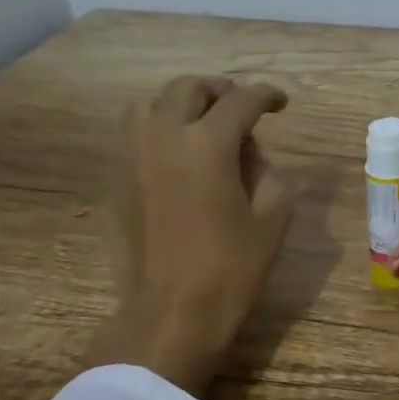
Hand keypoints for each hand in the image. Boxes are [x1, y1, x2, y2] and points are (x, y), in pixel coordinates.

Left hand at [85, 76, 293, 394]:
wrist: (172, 310)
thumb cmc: (232, 267)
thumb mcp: (273, 217)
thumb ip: (266, 170)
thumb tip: (247, 152)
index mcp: (207, 144)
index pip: (241, 101)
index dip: (266, 96)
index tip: (281, 103)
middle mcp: (163, 136)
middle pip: (189, 88)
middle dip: (220, 91)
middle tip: (241, 107)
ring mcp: (132, 155)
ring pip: (152, 104)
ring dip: (183, 104)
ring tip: (204, 124)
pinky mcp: (117, 178)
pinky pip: (136, 134)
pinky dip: (160, 129)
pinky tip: (179, 153)